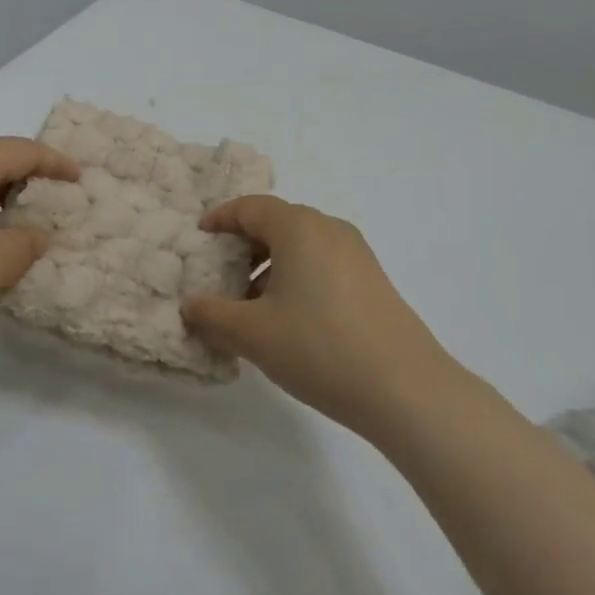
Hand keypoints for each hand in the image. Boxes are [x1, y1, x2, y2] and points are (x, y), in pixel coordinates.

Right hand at [181, 196, 457, 433]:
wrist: (405, 387)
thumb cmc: (318, 347)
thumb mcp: (253, 334)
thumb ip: (212, 315)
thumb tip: (190, 305)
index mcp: (298, 227)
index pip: (251, 207)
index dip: (221, 218)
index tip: (200, 235)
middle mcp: (329, 229)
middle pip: (277, 223)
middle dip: (244, 246)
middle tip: (221, 274)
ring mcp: (356, 254)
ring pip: (302, 246)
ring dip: (271, 266)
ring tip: (251, 306)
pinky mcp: (372, 280)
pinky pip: (323, 264)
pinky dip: (297, 278)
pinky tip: (289, 320)